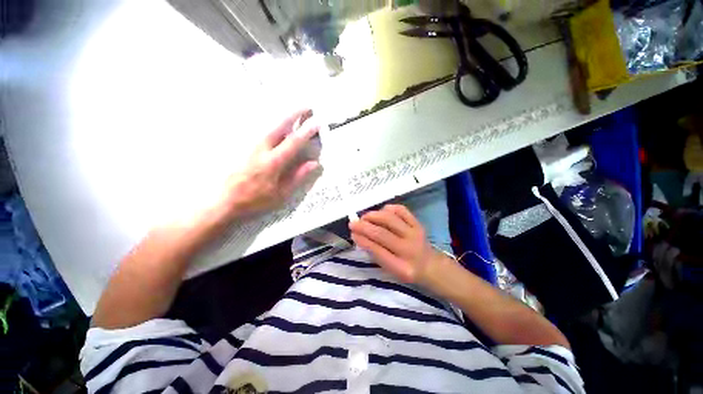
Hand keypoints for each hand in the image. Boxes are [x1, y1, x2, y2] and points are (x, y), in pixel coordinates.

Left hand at [221, 109, 320, 217]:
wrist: (224, 201)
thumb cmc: (256, 199)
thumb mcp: (281, 193)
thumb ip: (298, 176)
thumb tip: (314, 163)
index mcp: (273, 162)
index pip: (294, 142)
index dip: (306, 132)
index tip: (316, 123)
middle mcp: (261, 149)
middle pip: (279, 126)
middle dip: (294, 114)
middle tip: (306, 106)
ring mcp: (249, 145)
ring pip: (268, 125)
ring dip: (282, 116)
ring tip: (294, 111)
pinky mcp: (242, 146)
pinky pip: (258, 130)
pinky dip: (270, 124)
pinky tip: (275, 124)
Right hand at [349, 204, 445, 283]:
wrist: (431, 266)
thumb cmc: (406, 269)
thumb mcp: (390, 270)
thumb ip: (376, 254)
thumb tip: (359, 236)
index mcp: (401, 267)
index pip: (378, 251)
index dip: (363, 240)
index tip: (352, 233)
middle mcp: (409, 249)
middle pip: (382, 234)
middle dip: (364, 227)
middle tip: (353, 223)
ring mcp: (415, 234)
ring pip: (390, 219)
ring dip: (374, 216)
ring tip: (364, 217)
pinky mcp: (418, 223)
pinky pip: (401, 211)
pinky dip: (389, 209)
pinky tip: (381, 212)